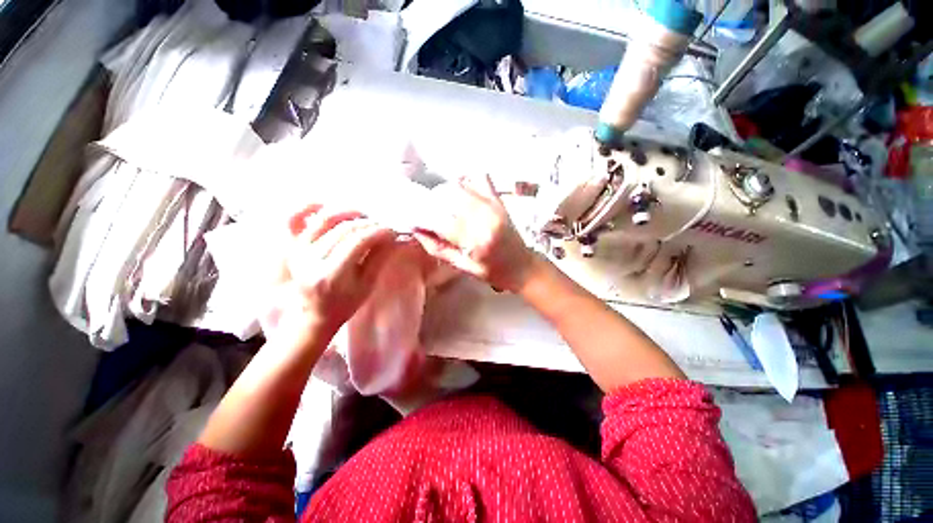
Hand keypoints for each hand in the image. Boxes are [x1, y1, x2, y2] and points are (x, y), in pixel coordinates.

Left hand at [266, 206, 396, 346]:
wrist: (313, 314)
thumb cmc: (345, 304)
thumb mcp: (367, 285)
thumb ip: (380, 258)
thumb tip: (394, 237)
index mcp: (331, 275)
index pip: (359, 241)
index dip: (379, 232)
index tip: (393, 231)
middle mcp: (311, 259)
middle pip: (345, 229)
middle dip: (370, 224)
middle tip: (384, 226)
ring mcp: (298, 250)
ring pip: (326, 220)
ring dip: (350, 213)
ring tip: (366, 217)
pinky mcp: (292, 246)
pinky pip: (296, 218)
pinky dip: (312, 208)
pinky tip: (328, 206)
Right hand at [413, 175, 536, 292]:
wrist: (522, 266)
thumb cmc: (492, 271)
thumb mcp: (463, 267)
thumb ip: (439, 248)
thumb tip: (417, 230)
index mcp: (477, 242)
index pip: (441, 221)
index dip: (422, 217)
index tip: (412, 217)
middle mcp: (485, 219)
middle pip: (449, 198)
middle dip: (431, 202)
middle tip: (425, 210)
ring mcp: (494, 206)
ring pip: (461, 185)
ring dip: (445, 192)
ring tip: (440, 203)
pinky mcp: (499, 200)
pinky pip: (480, 178)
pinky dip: (466, 180)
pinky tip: (460, 190)